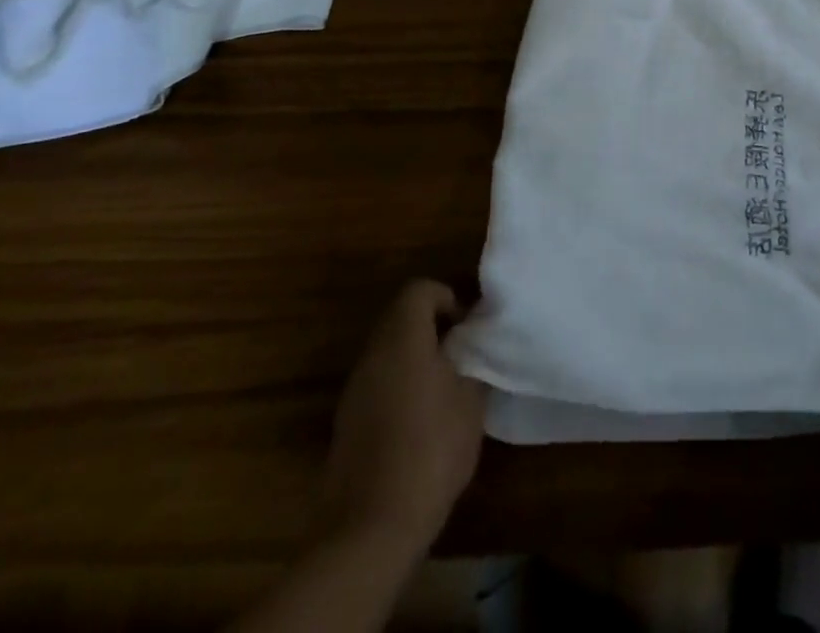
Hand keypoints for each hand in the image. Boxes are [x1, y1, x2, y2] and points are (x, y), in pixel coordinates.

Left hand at [325, 280, 486, 554]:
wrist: (371, 528)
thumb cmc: (430, 450)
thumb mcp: (471, 400)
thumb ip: (472, 360)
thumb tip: (472, 343)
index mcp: (402, 338)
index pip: (419, 291)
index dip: (447, 299)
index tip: (468, 328)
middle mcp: (372, 355)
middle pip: (400, 318)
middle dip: (432, 327)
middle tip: (462, 353)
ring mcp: (354, 390)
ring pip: (388, 352)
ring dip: (415, 357)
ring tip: (446, 387)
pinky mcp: (346, 424)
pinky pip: (378, 383)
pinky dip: (399, 386)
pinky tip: (421, 420)